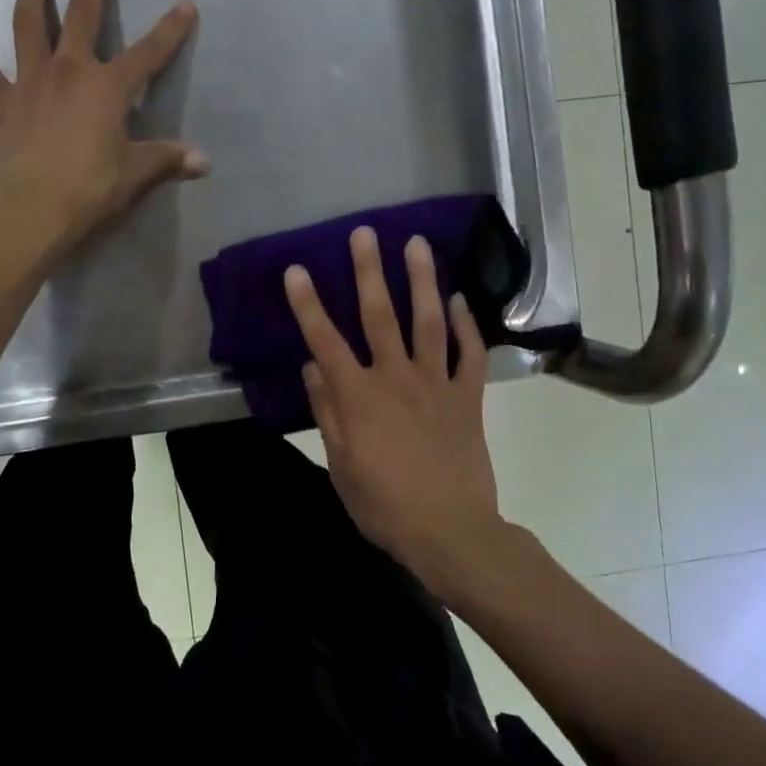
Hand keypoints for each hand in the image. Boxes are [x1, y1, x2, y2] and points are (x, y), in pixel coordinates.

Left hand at [0, 0, 205, 260]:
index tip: (185, 4)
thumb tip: (204, 162)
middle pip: (81, 15)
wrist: (24, 208)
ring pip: (28, 26)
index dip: (170, 30)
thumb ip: (166, 160)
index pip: (148, 53)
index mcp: (107, 88)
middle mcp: (68, 72)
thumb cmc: (86, 189)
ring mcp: (29, 83)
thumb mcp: (133, 175)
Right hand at [284, 227, 511, 599]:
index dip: (308, 303)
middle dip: (368, 271)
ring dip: (421, 280)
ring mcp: (437, 383)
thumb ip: (327, 411)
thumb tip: (312, 366)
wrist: (450, 532)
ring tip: (416, 243)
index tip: (296, 269)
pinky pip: (470, 353)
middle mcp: (396, 377)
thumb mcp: (341, 465)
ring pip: (428, 321)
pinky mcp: (468, 397)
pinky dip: (467, 325)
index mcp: (359, 396)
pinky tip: (460, 299)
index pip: (325, 340)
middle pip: (379, 315)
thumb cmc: (384, 505)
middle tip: (364, 233)